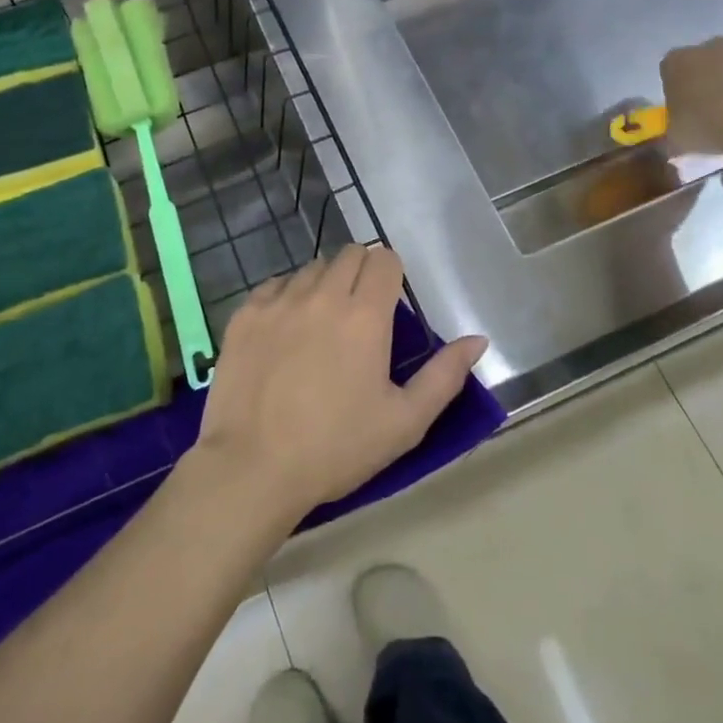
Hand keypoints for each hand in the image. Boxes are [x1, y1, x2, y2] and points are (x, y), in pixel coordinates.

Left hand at [190, 245, 488, 527]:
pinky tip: (285, 332)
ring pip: (311, 267)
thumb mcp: (404, 422)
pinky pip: (274, 285)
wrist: (252, 467)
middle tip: (359, 314)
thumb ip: (445, 376)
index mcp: (365, 315)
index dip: (391, 275)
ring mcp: (279, 301)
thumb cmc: (336, 448)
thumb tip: (478, 340)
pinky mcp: (245, 314)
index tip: (389, 303)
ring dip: (324, 284)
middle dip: (361, 273)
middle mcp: (323, 294)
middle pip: (349, 254)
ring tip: (321, 325)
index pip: (384, 259)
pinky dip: (286, 297)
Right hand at [659, 37, 722, 152]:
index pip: (673, 71)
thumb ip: (677, 135)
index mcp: (678, 63)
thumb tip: (678, 144)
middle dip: (720, 83)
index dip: (682, 92)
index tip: (692, 114)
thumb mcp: (679, 140)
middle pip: (714, 61)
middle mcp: (714, 45)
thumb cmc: (710, 126)